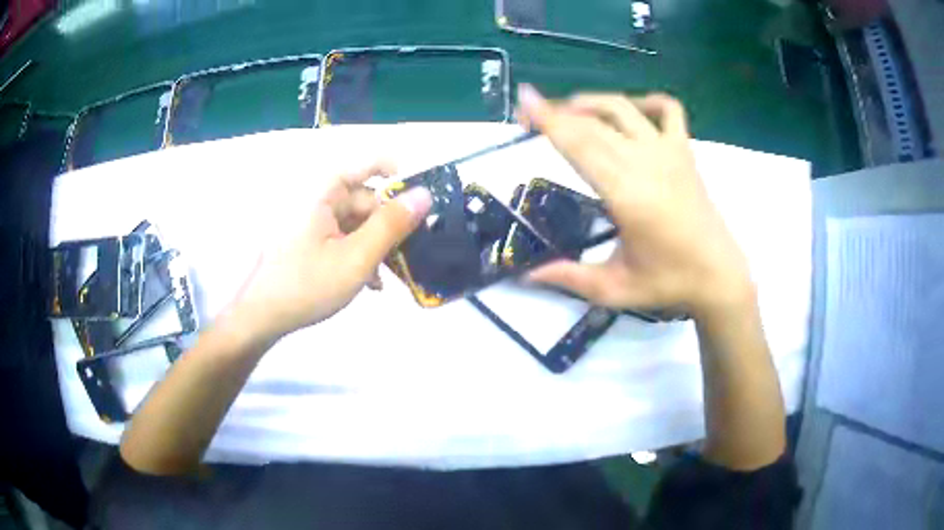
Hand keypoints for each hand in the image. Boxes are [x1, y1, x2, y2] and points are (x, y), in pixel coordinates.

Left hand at [228, 162, 431, 341]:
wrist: (261, 317)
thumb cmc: (307, 284)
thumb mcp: (356, 258)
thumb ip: (391, 225)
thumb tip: (425, 194)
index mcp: (324, 193)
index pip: (367, 165)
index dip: (396, 173)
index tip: (420, 196)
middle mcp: (317, 201)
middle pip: (364, 199)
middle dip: (389, 223)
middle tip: (413, 249)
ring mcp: (310, 223)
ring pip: (355, 223)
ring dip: (376, 244)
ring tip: (392, 272)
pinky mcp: (307, 242)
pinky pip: (341, 239)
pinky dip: (358, 254)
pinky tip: (369, 281)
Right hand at [518, 85, 752, 317]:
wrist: (719, 275)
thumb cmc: (669, 282)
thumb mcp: (615, 288)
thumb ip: (569, 277)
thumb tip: (527, 275)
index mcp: (626, 195)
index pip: (580, 146)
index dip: (549, 120)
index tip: (525, 98)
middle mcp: (646, 163)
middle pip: (594, 123)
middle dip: (557, 111)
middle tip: (529, 112)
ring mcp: (669, 152)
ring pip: (624, 109)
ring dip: (592, 102)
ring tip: (569, 110)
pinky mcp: (685, 152)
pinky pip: (668, 110)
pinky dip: (646, 102)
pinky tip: (631, 111)